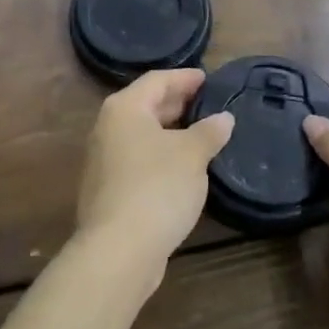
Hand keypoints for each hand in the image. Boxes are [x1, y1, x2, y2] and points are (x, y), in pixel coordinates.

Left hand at [76, 68, 233, 282]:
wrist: (119, 250)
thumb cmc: (157, 188)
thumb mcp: (192, 155)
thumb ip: (209, 132)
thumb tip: (224, 118)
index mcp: (125, 109)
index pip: (157, 80)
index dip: (184, 77)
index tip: (208, 78)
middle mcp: (108, 128)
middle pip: (146, 105)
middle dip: (177, 103)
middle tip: (207, 103)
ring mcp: (104, 160)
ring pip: (142, 134)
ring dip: (170, 131)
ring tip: (201, 133)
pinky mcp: (109, 189)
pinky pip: (139, 159)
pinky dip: (161, 155)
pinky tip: (183, 167)